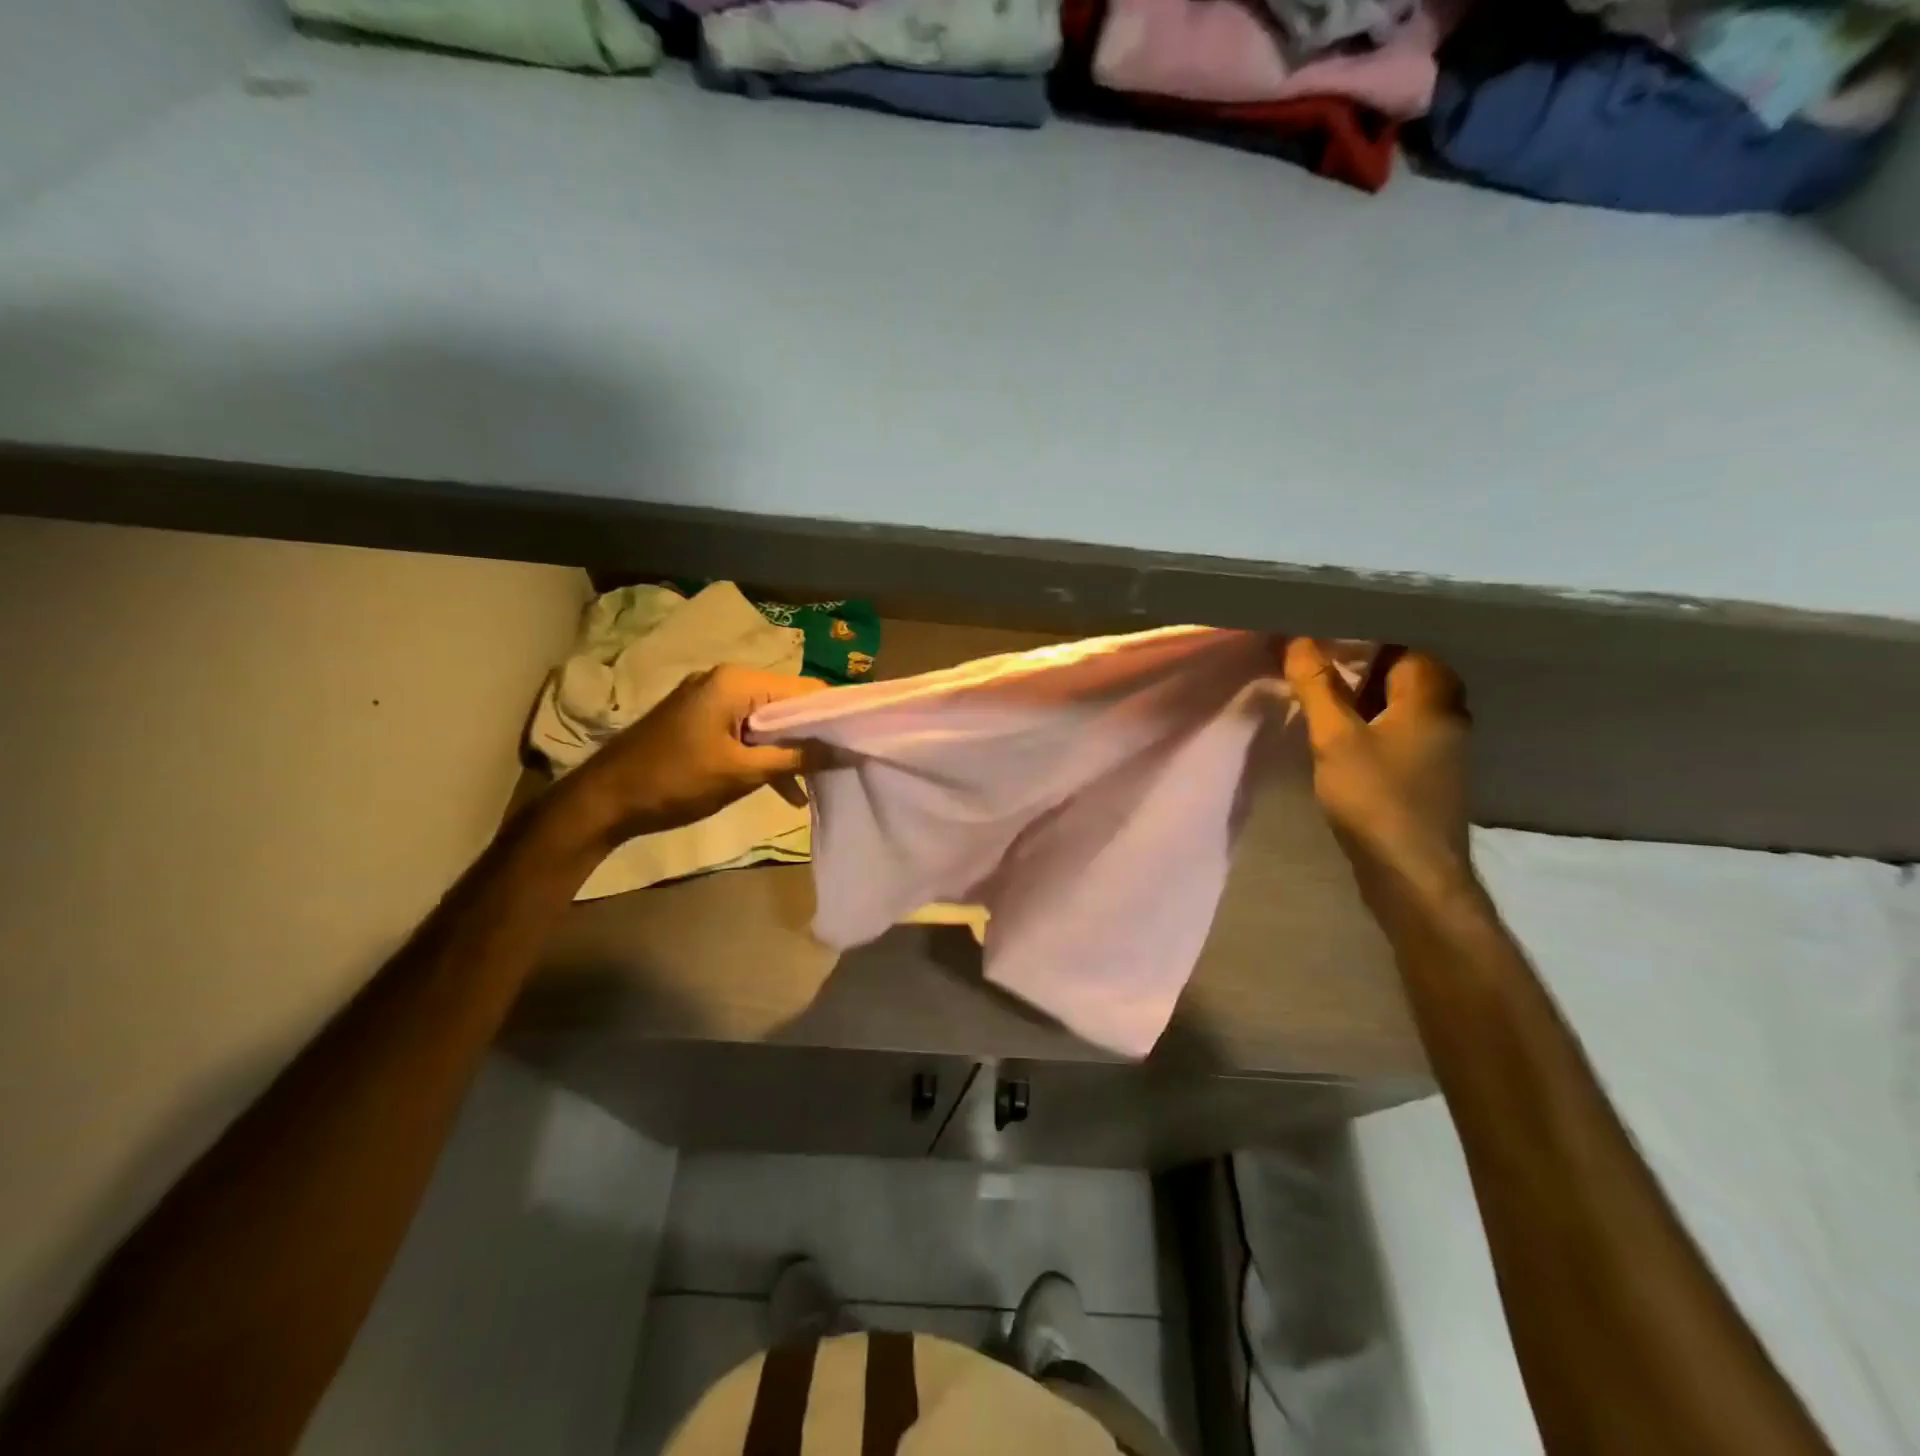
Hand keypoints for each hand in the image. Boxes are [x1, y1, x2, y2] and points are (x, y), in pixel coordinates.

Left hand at [553, 665, 829, 850]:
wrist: (603, 801)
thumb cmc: (675, 781)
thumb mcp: (742, 772)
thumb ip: (797, 758)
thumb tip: (847, 752)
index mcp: (736, 682)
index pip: (805, 689)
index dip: (835, 715)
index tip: (861, 743)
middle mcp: (726, 681)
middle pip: (788, 703)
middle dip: (815, 736)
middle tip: (844, 766)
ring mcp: (711, 700)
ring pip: (769, 722)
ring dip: (791, 751)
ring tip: (818, 784)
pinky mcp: (702, 721)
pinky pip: (747, 732)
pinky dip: (765, 756)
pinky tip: (785, 790)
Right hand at [1283, 639, 1476, 920]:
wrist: (1412, 873)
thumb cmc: (1375, 798)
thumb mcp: (1335, 738)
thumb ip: (1318, 687)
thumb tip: (1299, 639)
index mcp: (1432, 697)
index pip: (1405, 646)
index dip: (1364, 639)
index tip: (1322, 640)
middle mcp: (1447, 716)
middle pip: (1406, 674)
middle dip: (1363, 668)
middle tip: (1316, 669)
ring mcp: (1442, 749)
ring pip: (1403, 706)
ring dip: (1366, 699)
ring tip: (1322, 699)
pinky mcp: (1429, 775)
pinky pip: (1401, 733)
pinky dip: (1374, 726)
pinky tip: (1342, 739)